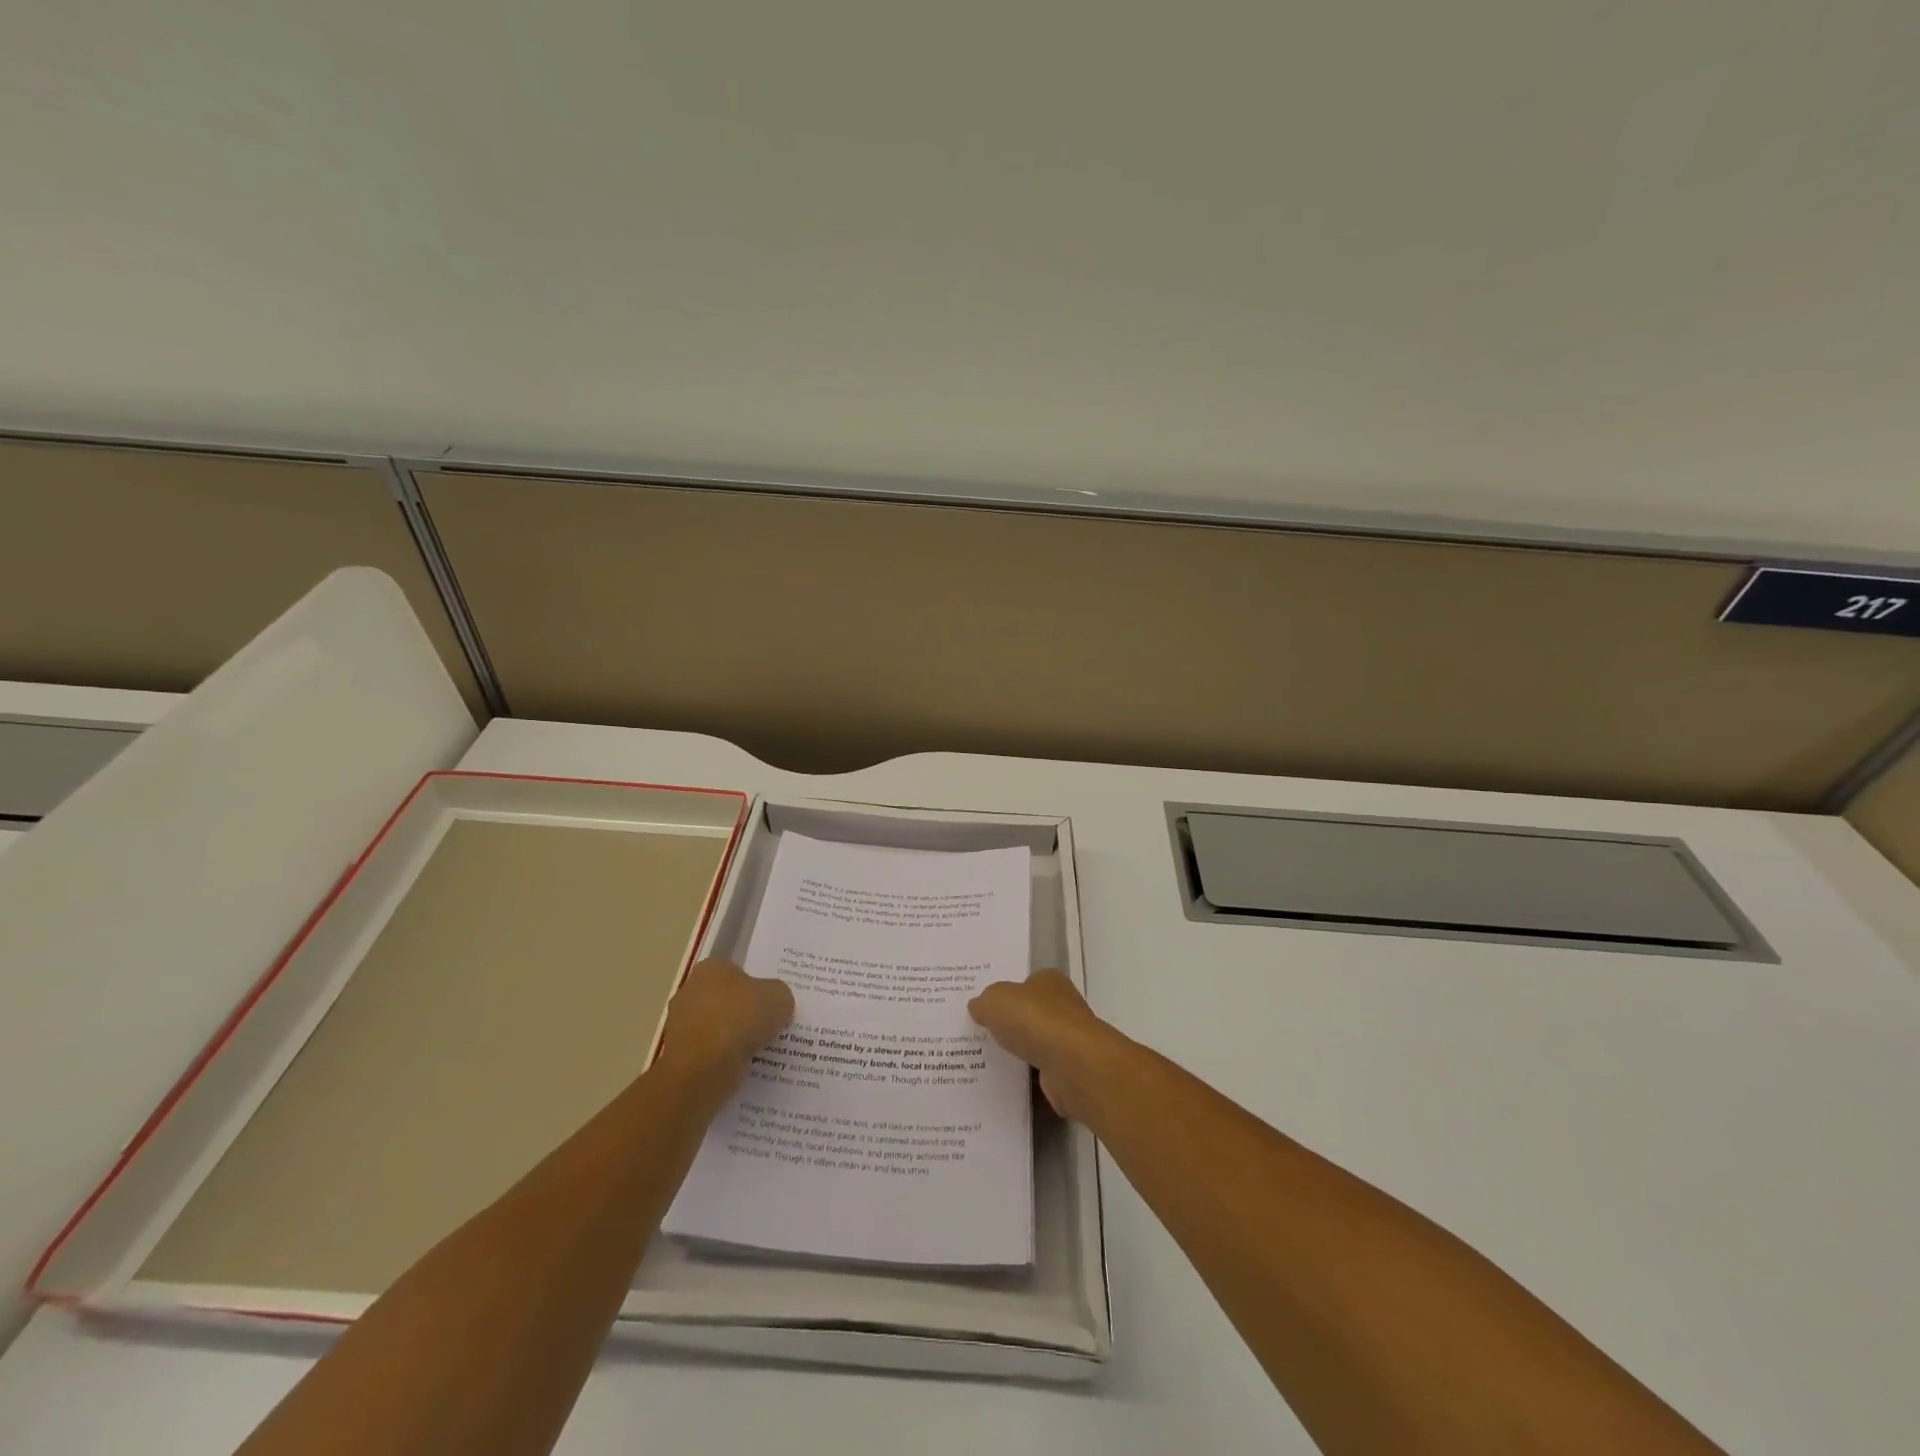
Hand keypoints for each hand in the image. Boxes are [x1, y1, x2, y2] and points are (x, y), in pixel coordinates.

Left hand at [652, 959, 793, 1094]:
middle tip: (769, 1025)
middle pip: (726, 1000)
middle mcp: (690, 991)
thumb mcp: (779, 997)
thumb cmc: (740, 1019)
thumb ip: (779, 995)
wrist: (703, 1067)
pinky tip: (743, 1066)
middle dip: (744, 1012)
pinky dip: (724, 1059)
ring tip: (761, 1050)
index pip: (737, 972)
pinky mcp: (680, 1056)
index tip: (771, 1002)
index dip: (756, 986)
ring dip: (734, 1038)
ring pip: (717, 1028)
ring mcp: (681, 1025)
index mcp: (712, 968)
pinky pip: (710, 1053)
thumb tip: (775, 1004)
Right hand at [968, 970, 1116, 1121]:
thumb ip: (984, 1002)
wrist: (1073, 1065)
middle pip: (1031, 1014)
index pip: (1026, 983)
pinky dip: (1026, 1078)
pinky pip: (1039, 1073)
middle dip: (1010, 1024)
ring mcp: (1068, 1040)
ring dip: (1018, 1053)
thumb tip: (978, 1006)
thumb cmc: (1035, 1020)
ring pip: (1035, 1045)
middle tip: (979, 1034)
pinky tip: (1003, 1083)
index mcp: (1049, 981)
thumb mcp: (996, 1000)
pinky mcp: (1069, 1072)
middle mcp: (1063, 1006)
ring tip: (984, 1061)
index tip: (984, 1007)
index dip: (1006, 993)